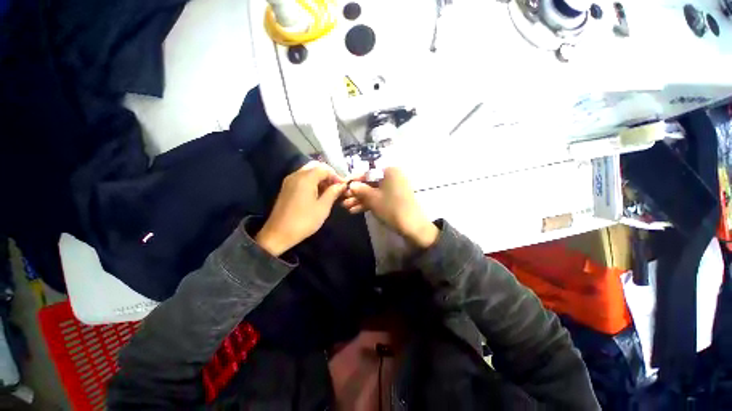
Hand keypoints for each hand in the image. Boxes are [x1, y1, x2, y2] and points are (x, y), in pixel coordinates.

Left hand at [256, 161, 345, 256]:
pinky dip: (312, 181)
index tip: (343, 186)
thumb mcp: (323, 207)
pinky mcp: (286, 188)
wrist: (278, 234)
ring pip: (308, 172)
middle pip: (315, 167)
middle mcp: (296, 175)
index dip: (336, 176)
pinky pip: (302, 178)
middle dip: (328, 175)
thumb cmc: (304, 221)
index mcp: (306, 178)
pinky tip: (318, 193)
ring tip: (329, 191)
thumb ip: (333, 193)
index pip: (324, 168)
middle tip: (336, 187)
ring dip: (320, 178)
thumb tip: (342, 185)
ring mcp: (289, 181)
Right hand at [342, 167, 437, 247]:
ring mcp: (394, 189)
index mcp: (389, 171)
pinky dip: (369, 203)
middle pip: (370, 183)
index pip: (367, 173)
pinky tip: (355, 211)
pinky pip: (379, 198)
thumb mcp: (373, 199)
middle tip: (342, 200)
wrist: (412, 227)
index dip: (354, 180)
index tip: (342, 185)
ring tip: (346, 207)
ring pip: (373, 192)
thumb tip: (351, 185)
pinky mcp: (394, 199)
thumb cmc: (391, 208)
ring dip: (360, 200)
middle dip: (356, 193)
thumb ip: (360, 190)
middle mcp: (392, 177)